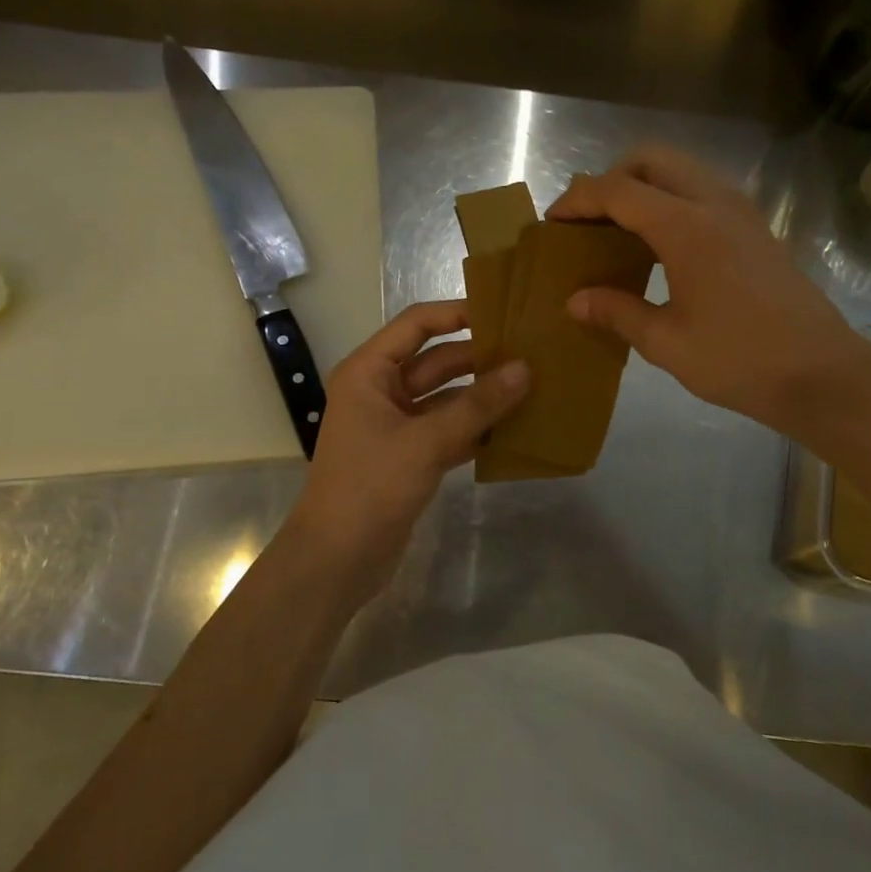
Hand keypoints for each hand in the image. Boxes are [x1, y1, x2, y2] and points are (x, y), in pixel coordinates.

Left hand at [289, 300, 528, 583]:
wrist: (337, 560)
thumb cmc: (371, 486)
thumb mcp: (426, 441)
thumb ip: (478, 405)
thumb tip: (525, 368)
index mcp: (369, 372)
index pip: (416, 324)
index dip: (457, 313)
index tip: (503, 311)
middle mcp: (381, 390)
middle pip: (437, 361)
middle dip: (480, 358)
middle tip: (532, 352)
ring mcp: (396, 425)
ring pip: (447, 398)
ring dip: (483, 395)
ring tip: (533, 386)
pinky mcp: (410, 456)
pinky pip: (449, 429)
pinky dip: (477, 428)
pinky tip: (515, 427)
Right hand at [546, 147, 862, 438]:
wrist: (821, 374)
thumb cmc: (739, 360)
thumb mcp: (666, 343)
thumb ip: (616, 313)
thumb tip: (574, 300)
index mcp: (686, 228)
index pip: (618, 190)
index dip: (578, 199)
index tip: (553, 221)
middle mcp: (715, 204)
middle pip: (652, 160)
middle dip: (612, 179)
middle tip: (590, 220)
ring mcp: (742, 212)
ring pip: (682, 170)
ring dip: (644, 185)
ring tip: (620, 230)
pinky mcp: (757, 228)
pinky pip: (704, 191)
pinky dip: (672, 199)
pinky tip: (661, 245)